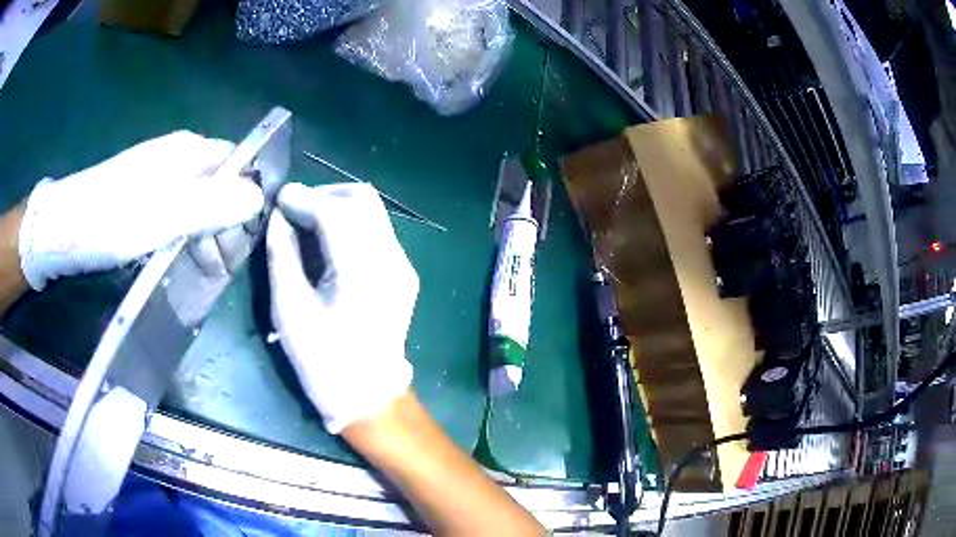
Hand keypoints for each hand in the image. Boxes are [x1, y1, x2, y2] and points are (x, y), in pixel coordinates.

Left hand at [17, 131, 263, 289]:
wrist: (61, 230)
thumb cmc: (109, 221)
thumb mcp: (161, 217)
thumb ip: (209, 205)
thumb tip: (260, 197)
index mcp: (188, 152)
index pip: (238, 163)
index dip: (250, 196)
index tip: (250, 238)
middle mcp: (177, 159)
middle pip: (220, 186)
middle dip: (229, 225)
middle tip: (225, 267)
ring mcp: (159, 179)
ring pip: (199, 204)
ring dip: (207, 237)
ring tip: (206, 273)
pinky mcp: (143, 200)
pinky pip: (178, 216)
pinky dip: (186, 240)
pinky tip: (180, 263)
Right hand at [266, 182, 417, 433]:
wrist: (369, 398)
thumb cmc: (323, 363)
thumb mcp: (290, 310)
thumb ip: (281, 255)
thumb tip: (277, 216)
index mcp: (363, 272)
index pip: (336, 210)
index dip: (304, 198)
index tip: (278, 200)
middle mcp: (392, 259)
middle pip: (362, 198)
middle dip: (323, 194)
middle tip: (293, 211)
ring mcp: (403, 265)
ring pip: (373, 210)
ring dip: (336, 206)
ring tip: (306, 223)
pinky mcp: (403, 272)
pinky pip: (376, 230)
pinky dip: (349, 223)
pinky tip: (327, 242)